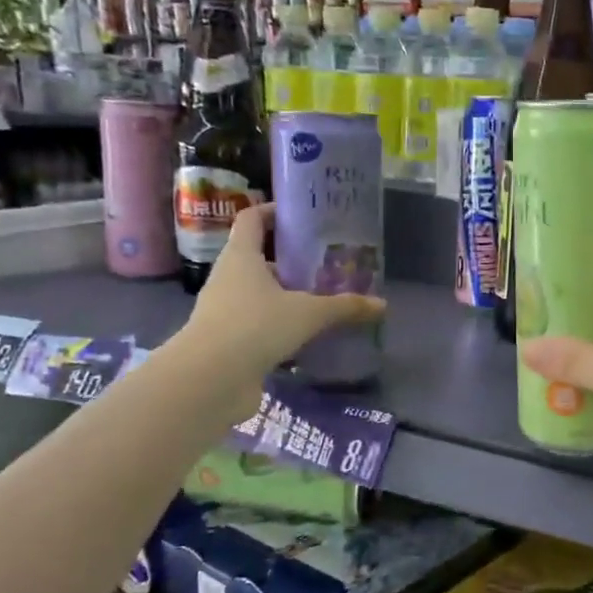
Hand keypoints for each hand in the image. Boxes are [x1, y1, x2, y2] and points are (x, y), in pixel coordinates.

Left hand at [177, 203, 383, 411]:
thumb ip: (344, 307)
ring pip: (261, 294)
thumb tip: (382, 305)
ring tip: (324, 300)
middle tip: (327, 264)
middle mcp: (229, 278)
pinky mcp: (229, 341)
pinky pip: (260, 325)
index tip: (302, 215)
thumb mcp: (308, 313)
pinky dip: (282, 327)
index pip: (252, 219)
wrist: (210, 379)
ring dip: (288, 296)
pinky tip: (308, 336)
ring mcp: (226, 311)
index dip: (274, 212)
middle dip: (292, 261)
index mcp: (241, 257)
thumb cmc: (255, 327)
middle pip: (260, 258)